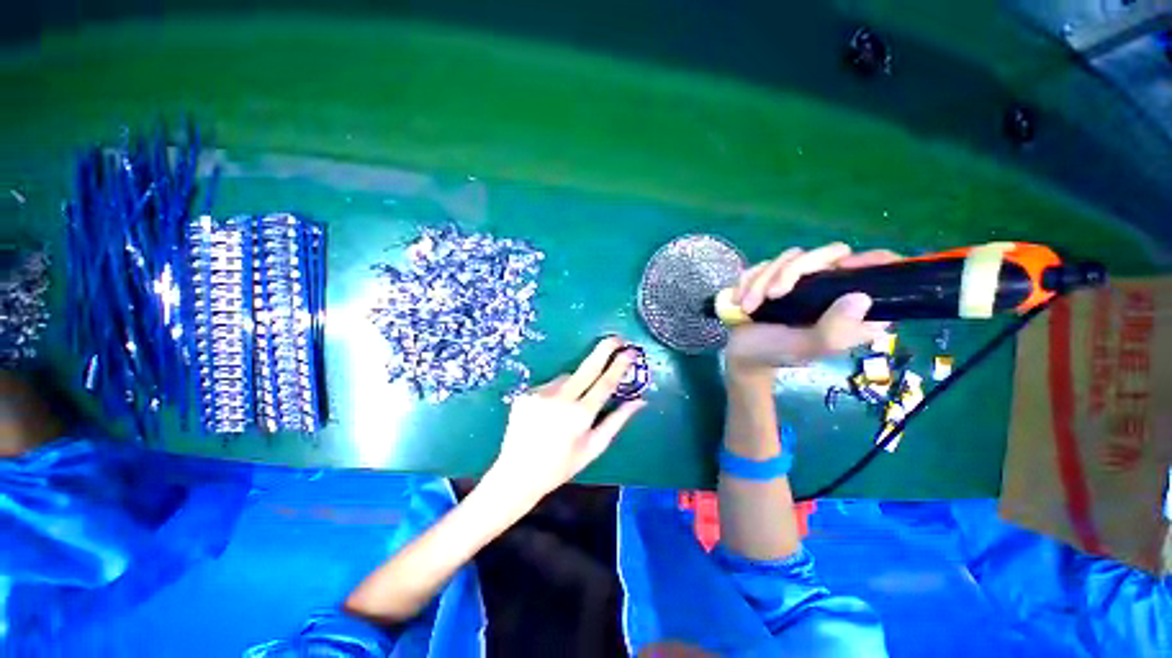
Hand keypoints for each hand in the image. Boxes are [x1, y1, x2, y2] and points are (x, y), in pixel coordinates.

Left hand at [489, 337, 646, 500]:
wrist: (517, 474)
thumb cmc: (561, 466)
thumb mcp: (593, 448)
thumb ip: (617, 421)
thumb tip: (640, 401)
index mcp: (580, 415)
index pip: (605, 383)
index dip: (620, 365)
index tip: (631, 351)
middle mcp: (560, 399)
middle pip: (588, 367)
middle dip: (604, 349)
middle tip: (617, 338)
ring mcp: (540, 393)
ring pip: (567, 377)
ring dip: (575, 382)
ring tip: (568, 406)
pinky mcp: (526, 393)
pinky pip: (550, 384)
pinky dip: (556, 391)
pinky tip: (550, 410)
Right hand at [725, 243, 898, 372]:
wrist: (741, 353)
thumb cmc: (776, 353)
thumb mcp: (806, 348)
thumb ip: (834, 330)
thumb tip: (862, 298)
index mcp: (851, 308)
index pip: (879, 273)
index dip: (872, 261)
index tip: (842, 267)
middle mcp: (833, 288)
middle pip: (830, 253)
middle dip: (791, 272)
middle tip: (772, 295)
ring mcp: (803, 280)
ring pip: (792, 256)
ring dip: (762, 281)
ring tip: (748, 306)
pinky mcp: (776, 276)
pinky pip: (765, 263)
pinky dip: (749, 280)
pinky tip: (742, 300)